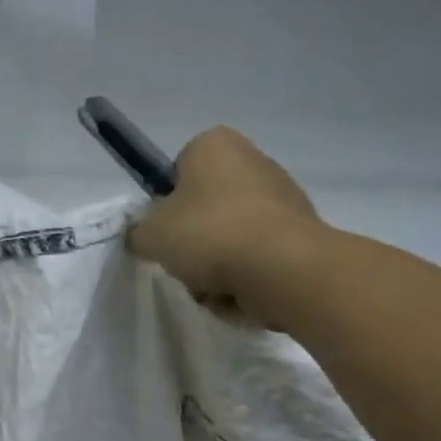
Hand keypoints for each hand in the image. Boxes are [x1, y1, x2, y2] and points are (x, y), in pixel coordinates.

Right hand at [127, 127, 325, 325]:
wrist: (284, 269)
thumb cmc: (209, 234)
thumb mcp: (151, 234)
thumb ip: (138, 232)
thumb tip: (144, 236)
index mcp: (215, 144)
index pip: (177, 171)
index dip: (166, 204)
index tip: (165, 232)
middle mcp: (253, 160)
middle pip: (205, 209)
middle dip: (194, 243)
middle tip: (186, 265)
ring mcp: (283, 197)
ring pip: (231, 238)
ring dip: (217, 268)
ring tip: (214, 287)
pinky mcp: (302, 233)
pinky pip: (259, 258)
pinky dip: (246, 279)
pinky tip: (242, 295)